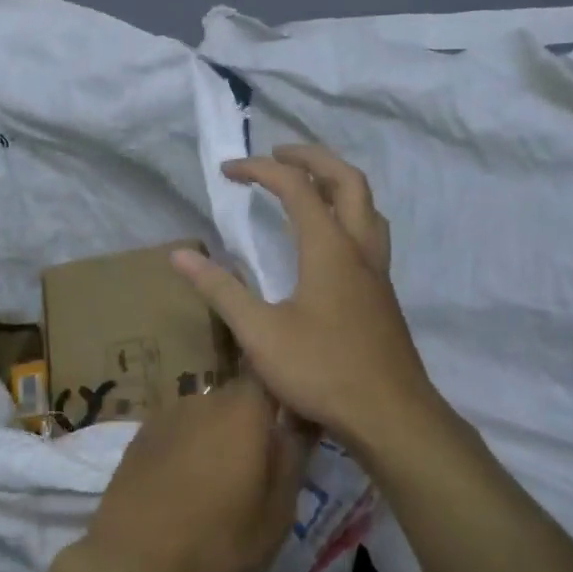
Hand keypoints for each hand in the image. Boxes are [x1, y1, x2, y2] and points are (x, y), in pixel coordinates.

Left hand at [75, 376, 306, 571]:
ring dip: (214, 439)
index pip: (268, 380)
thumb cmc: (215, 543)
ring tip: (215, 485)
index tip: (290, 426)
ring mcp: (166, 415)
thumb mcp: (276, 516)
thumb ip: (292, 461)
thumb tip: (297, 425)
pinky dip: (185, 450)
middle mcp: (203, 400)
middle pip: (236, 401)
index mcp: (242, 412)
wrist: (131, 563)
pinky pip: (176, 433)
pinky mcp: (139, 435)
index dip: (281, 396)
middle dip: (248, 426)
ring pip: (204, 417)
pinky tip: (180, 487)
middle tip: (254, 472)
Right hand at [171, 145, 446, 459]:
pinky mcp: (382, 295)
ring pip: (367, 206)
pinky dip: (347, 214)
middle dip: (311, 157)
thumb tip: (180, 255)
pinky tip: (328, 243)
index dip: (260, 170)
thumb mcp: (260, 332)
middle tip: (278, 154)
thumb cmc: (323, 370)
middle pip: (347, 180)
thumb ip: (221, 290)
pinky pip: (370, 233)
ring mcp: (377, 272)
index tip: (228, 171)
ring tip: (307, 185)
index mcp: (329, 248)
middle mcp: (359, 248)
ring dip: (337, 183)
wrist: (392, 417)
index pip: (296, 187)